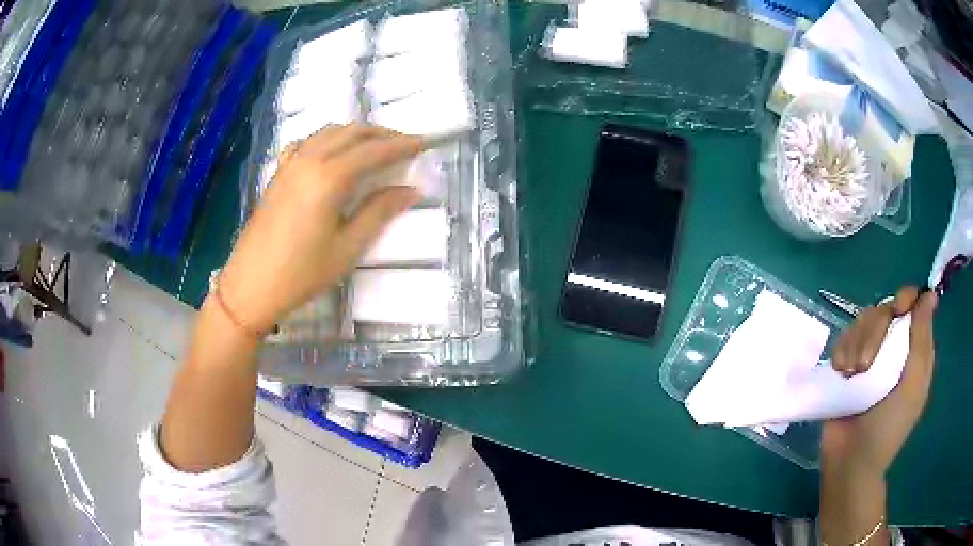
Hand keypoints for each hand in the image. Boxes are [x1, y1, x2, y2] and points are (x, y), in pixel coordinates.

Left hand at [219, 124, 424, 332]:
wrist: (251, 286)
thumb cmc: (301, 274)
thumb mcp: (347, 249)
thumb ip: (378, 213)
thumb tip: (410, 190)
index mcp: (328, 178)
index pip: (373, 151)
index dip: (401, 145)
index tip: (423, 143)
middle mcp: (309, 160)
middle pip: (352, 132)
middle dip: (382, 134)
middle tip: (404, 145)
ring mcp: (290, 164)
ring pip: (329, 132)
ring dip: (356, 133)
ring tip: (375, 146)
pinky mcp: (278, 173)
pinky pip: (307, 142)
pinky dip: (328, 139)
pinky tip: (332, 152)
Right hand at [822, 286, 937, 476]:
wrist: (850, 462)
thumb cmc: (887, 428)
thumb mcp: (912, 386)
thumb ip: (922, 340)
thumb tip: (929, 295)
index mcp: (913, 352)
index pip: (912, 306)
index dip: (906, 299)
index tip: (897, 309)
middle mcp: (893, 349)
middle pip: (885, 309)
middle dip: (875, 331)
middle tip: (865, 364)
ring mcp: (869, 358)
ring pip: (862, 321)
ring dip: (856, 343)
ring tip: (850, 373)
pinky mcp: (846, 367)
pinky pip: (844, 339)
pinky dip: (841, 351)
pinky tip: (840, 372)